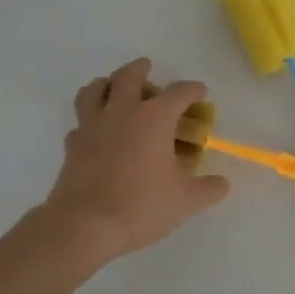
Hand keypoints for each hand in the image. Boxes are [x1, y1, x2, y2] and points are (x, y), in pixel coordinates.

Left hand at [42, 58, 229, 265]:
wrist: (84, 225)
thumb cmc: (141, 206)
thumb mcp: (186, 201)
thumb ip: (209, 188)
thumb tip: (222, 183)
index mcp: (154, 118)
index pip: (178, 92)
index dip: (192, 89)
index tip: (200, 92)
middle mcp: (122, 112)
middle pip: (128, 76)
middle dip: (141, 69)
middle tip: (147, 68)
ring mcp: (92, 126)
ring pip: (95, 89)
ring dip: (107, 83)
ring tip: (114, 89)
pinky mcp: (73, 145)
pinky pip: (81, 122)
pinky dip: (91, 121)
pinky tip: (98, 133)